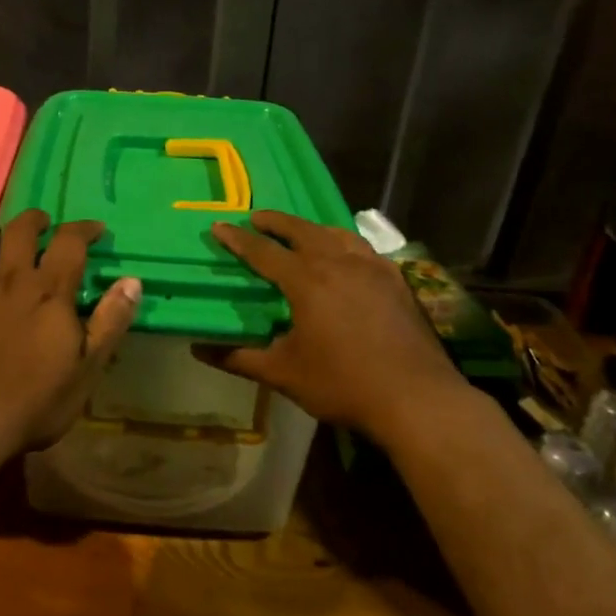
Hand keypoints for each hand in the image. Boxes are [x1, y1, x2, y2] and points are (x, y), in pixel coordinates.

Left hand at [0, 210, 140, 461]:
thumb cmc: (32, 403)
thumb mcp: (86, 370)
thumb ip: (109, 323)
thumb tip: (132, 281)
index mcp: (49, 291)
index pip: (70, 242)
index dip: (84, 229)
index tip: (95, 229)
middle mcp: (11, 276)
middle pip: (23, 230)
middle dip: (36, 220)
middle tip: (43, 225)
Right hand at [206, 211, 460, 436]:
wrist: (416, 398)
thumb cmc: (342, 384)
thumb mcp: (283, 374)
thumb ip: (239, 358)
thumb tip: (199, 349)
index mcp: (307, 281)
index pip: (263, 252)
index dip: (238, 239)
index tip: (219, 226)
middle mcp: (339, 263)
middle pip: (302, 230)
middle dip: (276, 221)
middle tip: (257, 217)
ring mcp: (372, 269)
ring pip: (336, 234)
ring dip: (312, 228)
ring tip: (300, 231)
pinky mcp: (396, 281)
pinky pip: (364, 248)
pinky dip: (345, 243)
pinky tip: (346, 256)